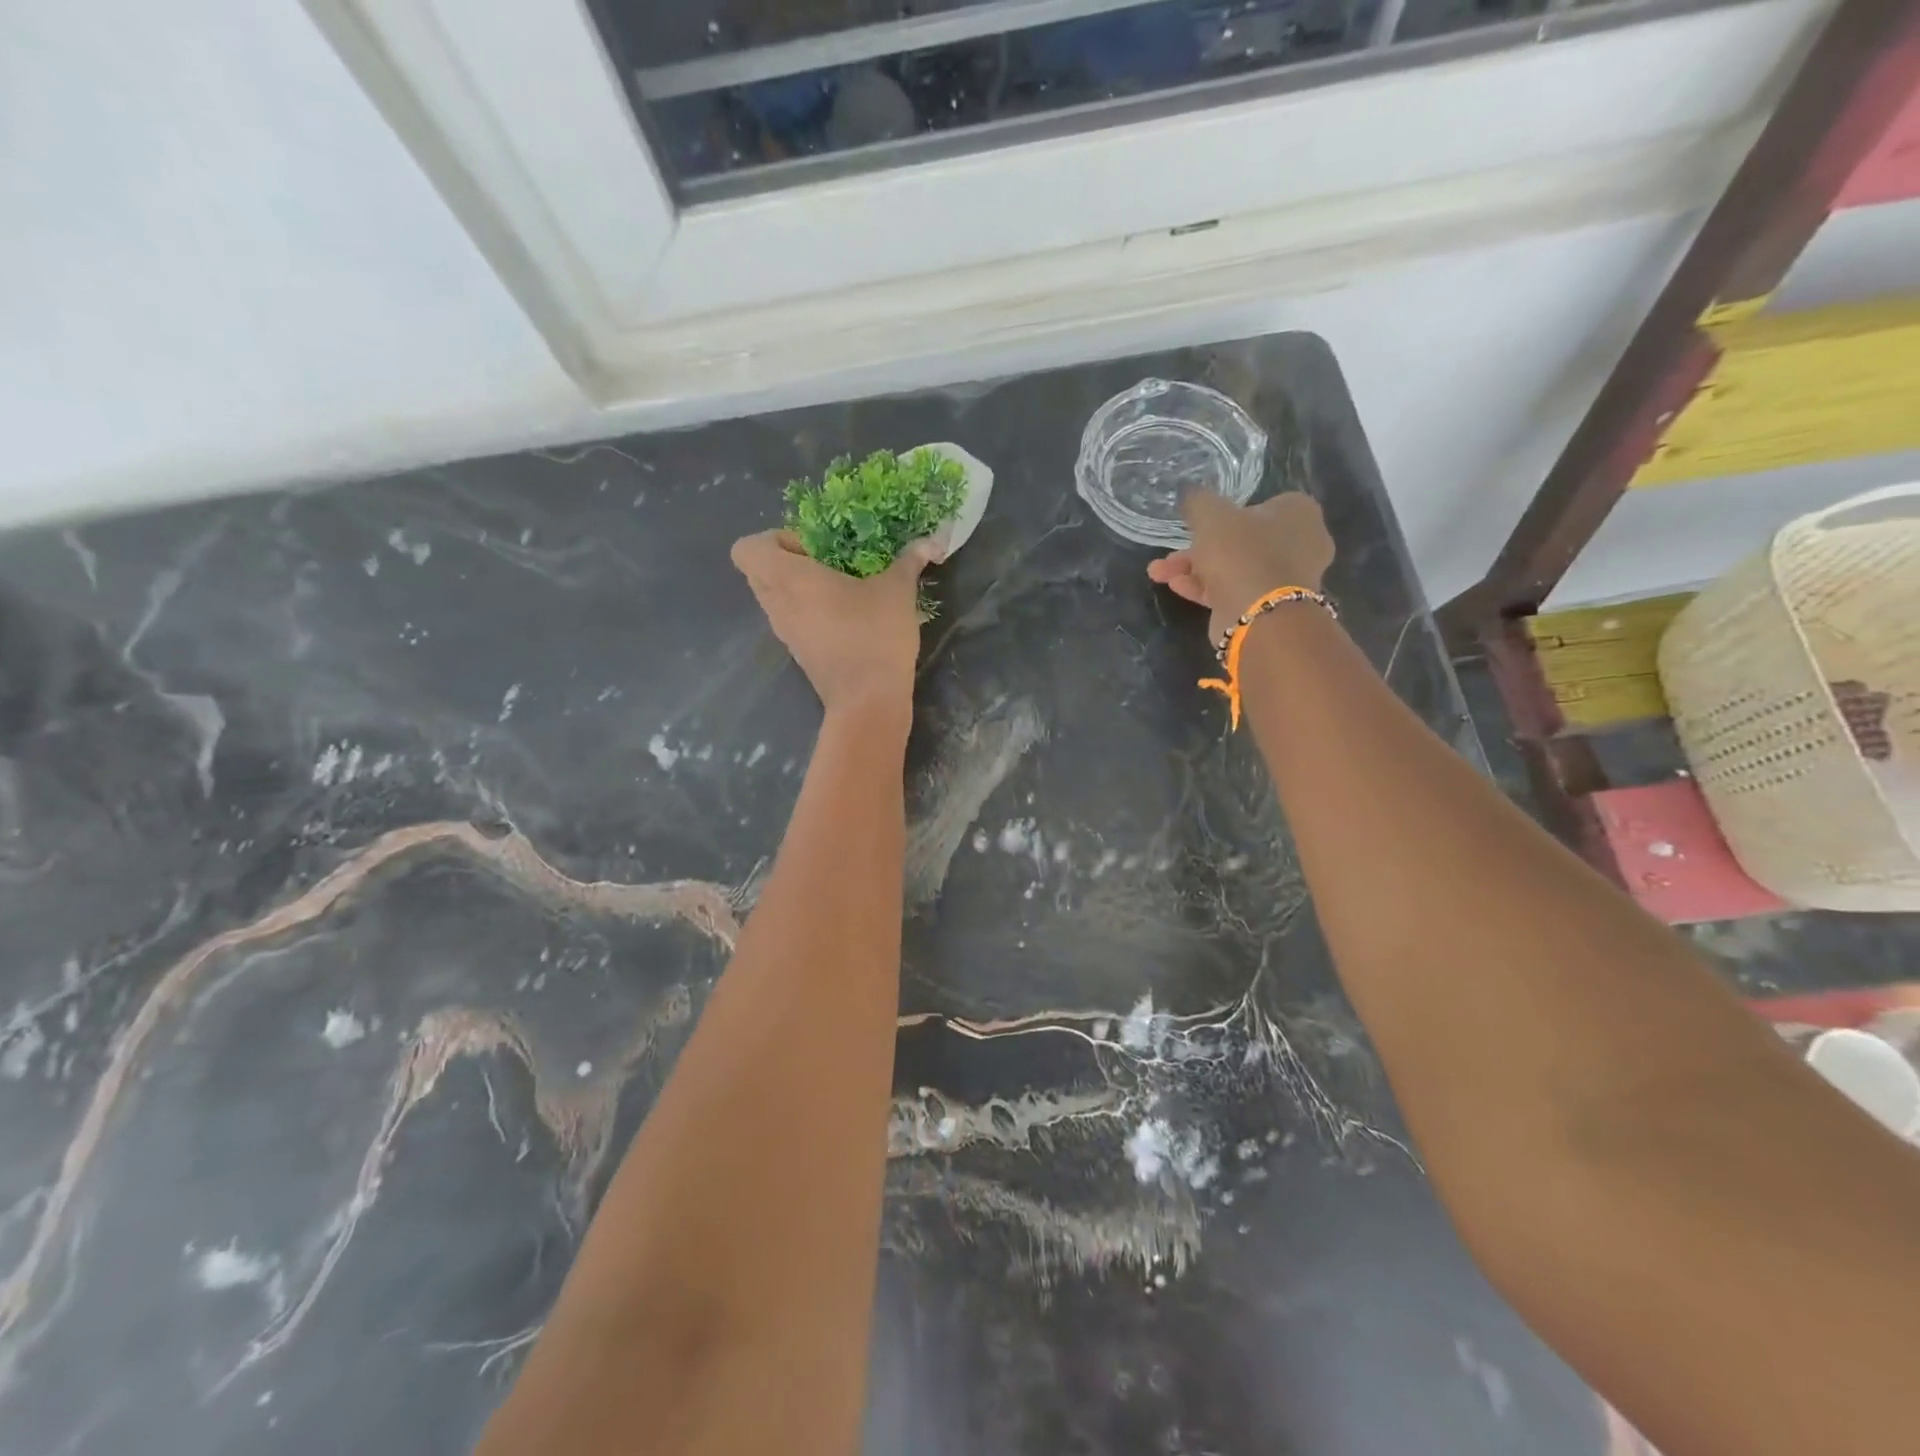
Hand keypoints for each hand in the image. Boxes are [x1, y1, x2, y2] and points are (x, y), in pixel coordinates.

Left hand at [731, 530, 938, 714]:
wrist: (869, 701)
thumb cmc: (874, 636)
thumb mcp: (897, 591)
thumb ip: (908, 562)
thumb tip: (929, 542)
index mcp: (788, 579)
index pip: (747, 549)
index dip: (775, 539)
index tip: (813, 547)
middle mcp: (777, 605)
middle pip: (758, 572)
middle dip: (787, 561)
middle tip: (826, 563)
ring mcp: (785, 634)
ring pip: (775, 599)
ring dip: (799, 589)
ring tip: (840, 588)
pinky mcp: (800, 654)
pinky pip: (792, 622)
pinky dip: (809, 614)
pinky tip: (847, 617)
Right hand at [1146, 491, 1334, 643]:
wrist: (1259, 616)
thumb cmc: (1242, 553)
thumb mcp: (1211, 515)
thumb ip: (1197, 500)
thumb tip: (1188, 491)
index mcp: (1299, 513)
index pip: (1260, 505)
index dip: (1226, 514)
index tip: (1200, 524)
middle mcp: (1300, 544)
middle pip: (1241, 540)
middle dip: (1198, 548)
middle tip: (1171, 554)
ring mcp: (1285, 579)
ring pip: (1233, 567)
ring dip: (1194, 569)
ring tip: (1159, 572)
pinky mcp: (1268, 607)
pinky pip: (1233, 590)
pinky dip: (1205, 587)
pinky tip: (1175, 586)